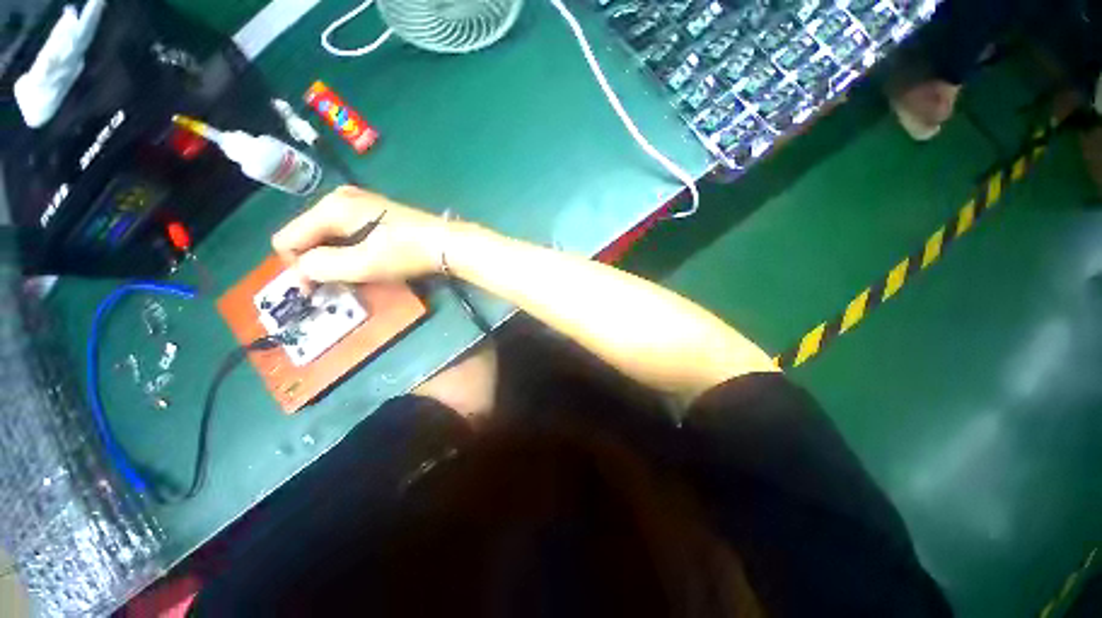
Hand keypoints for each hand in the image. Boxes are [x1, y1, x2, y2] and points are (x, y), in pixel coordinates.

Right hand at [272, 186, 448, 282]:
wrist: (447, 243)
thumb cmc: (407, 253)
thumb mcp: (364, 263)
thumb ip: (323, 266)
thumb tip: (298, 271)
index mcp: (332, 207)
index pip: (287, 239)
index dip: (295, 268)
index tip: (314, 290)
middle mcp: (339, 199)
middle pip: (307, 236)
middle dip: (314, 263)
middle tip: (335, 286)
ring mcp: (357, 203)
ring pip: (326, 236)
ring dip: (332, 259)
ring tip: (352, 277)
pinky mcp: (372, 213)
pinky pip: (344, 233)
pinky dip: (347, 251)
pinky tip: (364, 262)